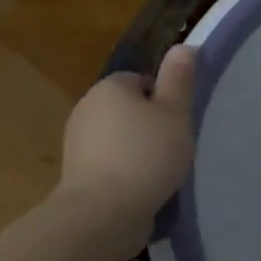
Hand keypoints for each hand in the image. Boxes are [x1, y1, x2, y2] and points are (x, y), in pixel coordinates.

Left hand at [56, 46, 197, 227]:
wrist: (103, 214)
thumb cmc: (146, 155)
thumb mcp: (175, 113)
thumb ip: (179, 79)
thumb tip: (183, 46)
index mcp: (109, 87)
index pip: (142, 80)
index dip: (164, 99)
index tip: (179, 122)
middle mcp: (86, 109)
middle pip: (129, 109)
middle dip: (151, 125)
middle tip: (175, 146)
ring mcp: (77, 144)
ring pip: (120, 138)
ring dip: (139, 151)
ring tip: (162, 172)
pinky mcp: (77, 176)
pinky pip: (110, 164)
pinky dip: (126, 173)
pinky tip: (144, 189)